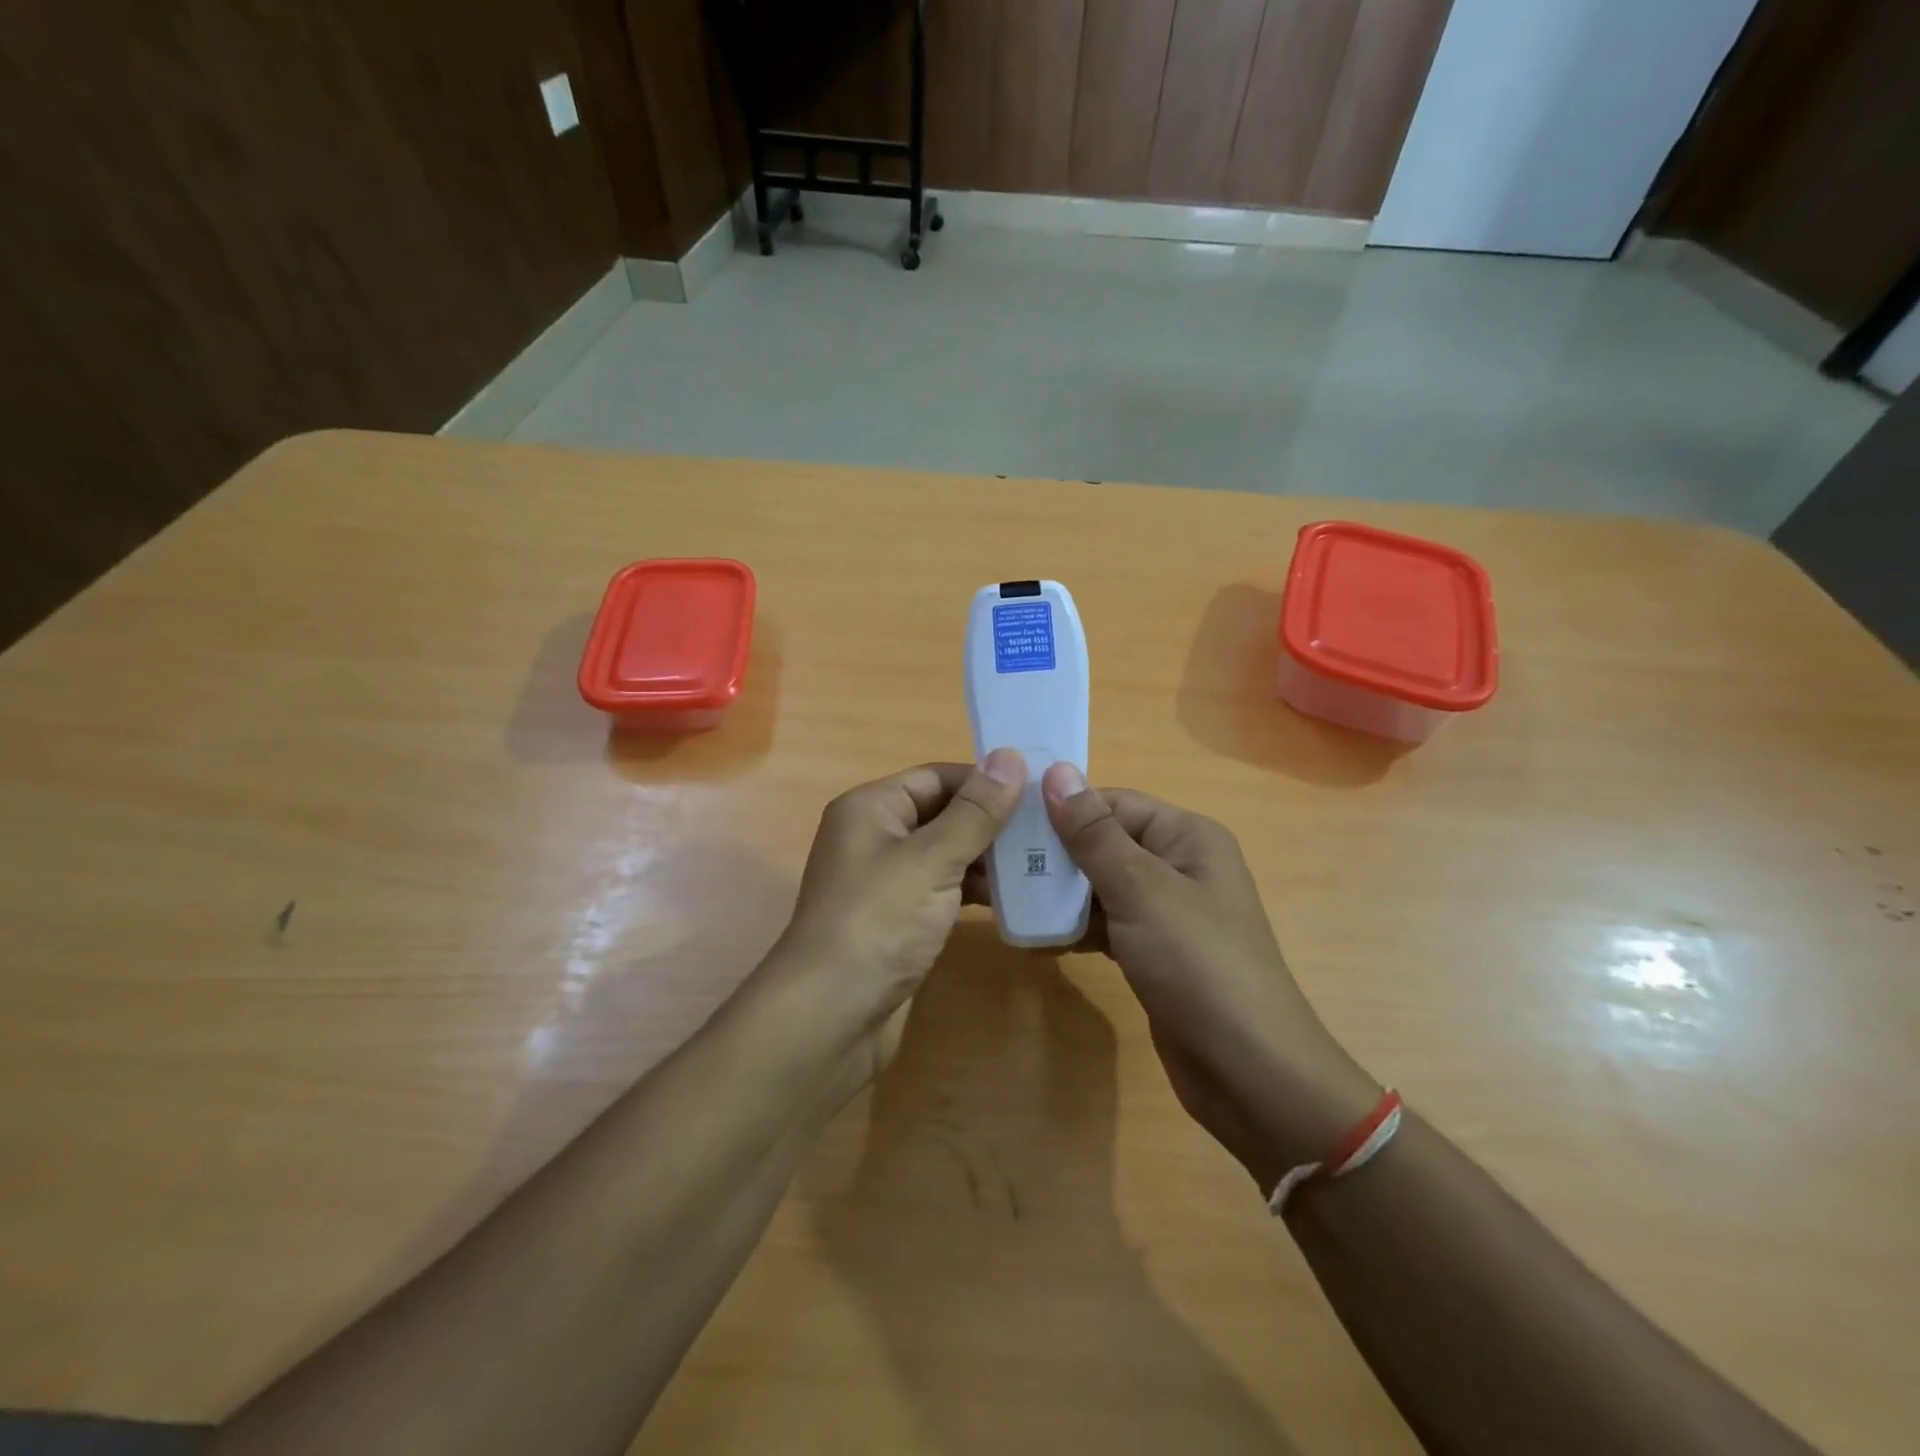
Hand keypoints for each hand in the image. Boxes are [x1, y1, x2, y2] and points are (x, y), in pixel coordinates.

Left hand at [766, 750, 1026, 1078]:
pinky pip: (941, 889)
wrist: (831, 1015)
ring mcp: (884, 881)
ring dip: (987, 857)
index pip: (936, 777)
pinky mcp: (897, 919)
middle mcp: (873, 836)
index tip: (1039, 790)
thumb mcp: (932, 859)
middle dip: (991, 821)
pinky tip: (1011, 898)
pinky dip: (972, 889)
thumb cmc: (879, 922)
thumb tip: (1010, 757)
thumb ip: (975, 811)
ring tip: (1041, 862)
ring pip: (945, 853)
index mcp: (871, 808)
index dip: (985, 780)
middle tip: (1049, 829)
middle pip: (941, 813)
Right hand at [1039, 764, 1379, 1190]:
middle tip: (997, 865)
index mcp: (1186, 837)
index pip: (1113, 803)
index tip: (1005, 820)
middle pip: (1104, 843)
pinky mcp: (1152, 952)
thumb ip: (1094, 834)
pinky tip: (1035, 938)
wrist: (1249, 1073)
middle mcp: (1178, 865)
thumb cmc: (1198, 965)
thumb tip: (1056, 772)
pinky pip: (1105, 925)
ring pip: (1100, 886)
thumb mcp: (1141, 891)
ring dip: (1058, 893)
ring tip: (1005, 899)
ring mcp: (1165, 912)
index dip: (1062, 809)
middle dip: (1054, 854)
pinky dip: (1074, 928)